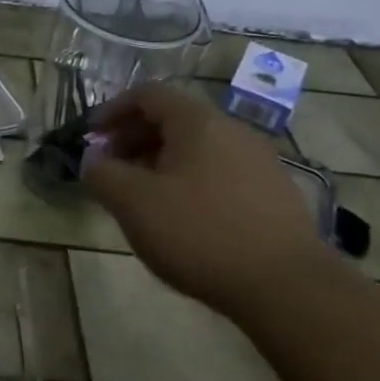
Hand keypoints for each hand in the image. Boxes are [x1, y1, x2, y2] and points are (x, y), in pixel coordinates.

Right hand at [82, 84, 329, 317]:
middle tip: (110, 168)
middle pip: (174, 118)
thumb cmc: (200, 233)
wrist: (288, 287)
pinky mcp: (274, 193)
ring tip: (141, 196)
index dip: (113, 109)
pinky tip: (181, 217)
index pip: (149, 94)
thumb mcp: (133, 203)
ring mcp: (259, 161)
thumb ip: (102, 174)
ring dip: (160, 161)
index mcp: (198, 122)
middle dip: (134, 138)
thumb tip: (94, 160)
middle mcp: (233, 130)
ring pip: (197, 147)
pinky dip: (189, 180)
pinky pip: (219, 171)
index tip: (91, 137)